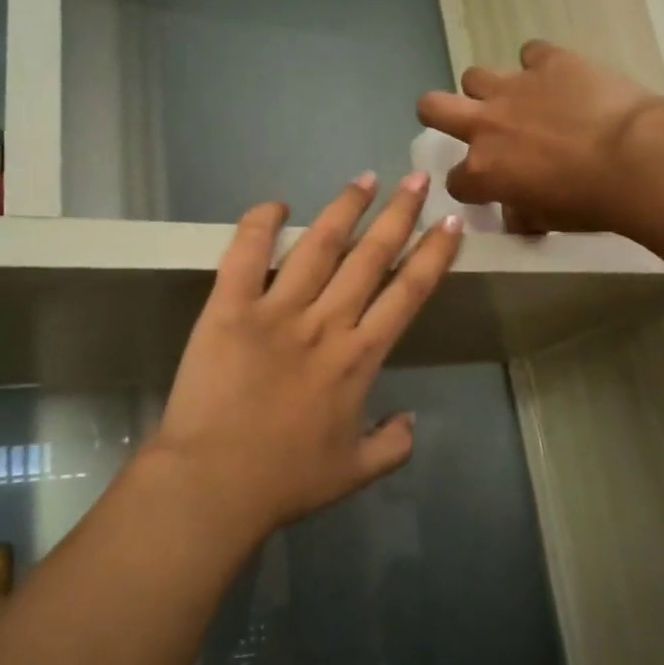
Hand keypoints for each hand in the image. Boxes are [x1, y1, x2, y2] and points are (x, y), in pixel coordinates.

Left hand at [147, 173, 463, 539]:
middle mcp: (326, 323)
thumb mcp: (355, 472)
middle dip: (399, 214)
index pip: (408, 293)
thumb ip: (394, 446)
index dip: (433, 254)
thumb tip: (412, 419)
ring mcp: (276, 312)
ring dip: (345, 208)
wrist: (213, 485)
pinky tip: (276, 204)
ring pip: (318, 245)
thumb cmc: (285, 481)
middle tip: (416, 179)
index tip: (450, 223)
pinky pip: (246, 255)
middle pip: (370, 257)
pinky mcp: (229, 309)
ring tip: (364, 178)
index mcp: (360, 358)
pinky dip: (260, 224)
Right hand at [417, 40, 663, 232]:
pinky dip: (541, 64)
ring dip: (489, 89)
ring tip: (517, 99)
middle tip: (464, 122)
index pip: (455, 180)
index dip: (469, 185)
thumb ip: (522, 213)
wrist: (636, 158)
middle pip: (432, 106)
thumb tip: (516, 211)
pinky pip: (532, 52)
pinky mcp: (549, 60)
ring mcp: (515, 87)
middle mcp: (486, 124)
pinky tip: (560, 76)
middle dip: (439, 114)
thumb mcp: (548, 220)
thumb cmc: (590, 202)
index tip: (487, 186)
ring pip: (474, 75)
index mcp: (483, 170)